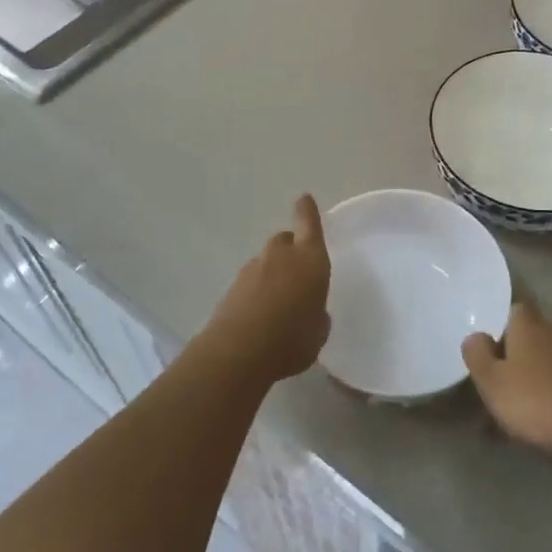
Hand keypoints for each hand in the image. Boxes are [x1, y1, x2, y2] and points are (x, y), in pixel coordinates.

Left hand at [204, 194, 331, 383]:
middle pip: (285, 240)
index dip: (307, 211)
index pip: (309, 223)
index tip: (304, 199)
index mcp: (310, 259)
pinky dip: (256, 291)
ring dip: (273, 273)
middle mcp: (281, 256)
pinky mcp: (232, 287)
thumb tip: (312, 311)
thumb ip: (317, 315)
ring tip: (278, 303)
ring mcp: (252, 269)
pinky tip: (260, 316)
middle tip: (297, 273)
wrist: (238, 353)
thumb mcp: (318, 332)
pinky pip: (251, 281)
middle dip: (291, 250)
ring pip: (266, 261)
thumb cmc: (292, 340)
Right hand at [463, 299, 551, 456]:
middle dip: (514, 355)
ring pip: (545, 363)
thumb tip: (475, 336)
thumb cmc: (532, 399)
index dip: (502, 324)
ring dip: (530, 379)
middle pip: (530, 336)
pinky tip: (537, 423)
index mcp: (530, 325)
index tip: (489, 346)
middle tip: (496, 382)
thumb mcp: (491, 380)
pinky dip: (548, 396)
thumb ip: (477, 354)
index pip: (516, 308)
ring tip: (512, 412)